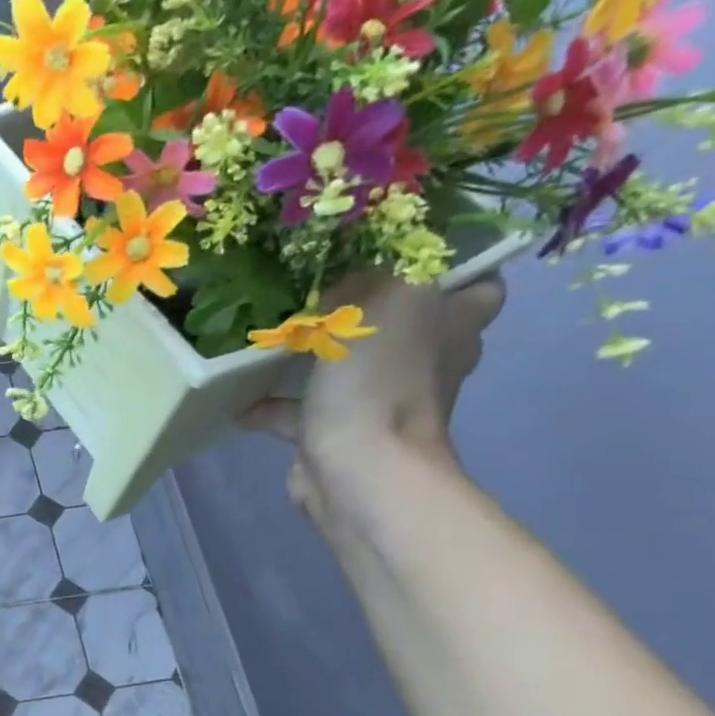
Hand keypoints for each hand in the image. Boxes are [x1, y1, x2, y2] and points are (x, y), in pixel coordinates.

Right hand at [241, 271, 505, 524]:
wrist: (357, 467)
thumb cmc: (381, 378)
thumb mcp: (384, 298)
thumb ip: (372, 271)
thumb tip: (344, 274)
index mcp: (454, 324)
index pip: (475, 282)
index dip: (448, 262)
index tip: (400, 248)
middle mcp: (425, 360)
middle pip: (403, 321)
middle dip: (365, 303)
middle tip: (320, 281)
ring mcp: (381, 398)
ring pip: (348, 364)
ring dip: (312, 352)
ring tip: (272, 331)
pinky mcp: (337, 430)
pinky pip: (301, 408)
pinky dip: (271, 402)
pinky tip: (239, 394)